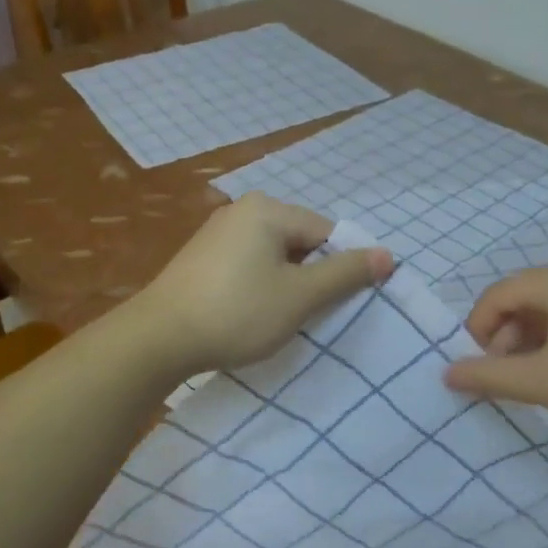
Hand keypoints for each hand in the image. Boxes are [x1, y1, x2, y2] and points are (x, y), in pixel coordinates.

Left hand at [133, 193, 393, 373]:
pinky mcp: (202, 256)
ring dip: (286, 284)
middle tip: (312, 314)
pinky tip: (252, 313)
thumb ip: (344, 274)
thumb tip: (387, 254)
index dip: (342, 267)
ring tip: (282, 318)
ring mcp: (218, 232)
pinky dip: (259, 286)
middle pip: (300, 241)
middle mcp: (243, 210)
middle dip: (312, 276)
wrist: (159, 337)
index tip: (342, 304)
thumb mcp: (299, 296)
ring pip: (274, 255)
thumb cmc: (237, 312)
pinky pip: (248, 264)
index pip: (327, 232)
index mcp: (269, 210)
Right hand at [443, 264, 547, 440]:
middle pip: (522, 298)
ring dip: (531, 341)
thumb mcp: (545, 383)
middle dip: (505, 337)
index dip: (477, 331)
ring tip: (539, 379)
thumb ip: (490, 376)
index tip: (481, 369)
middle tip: (510, 378)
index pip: (495, 295)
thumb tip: (447, 373)